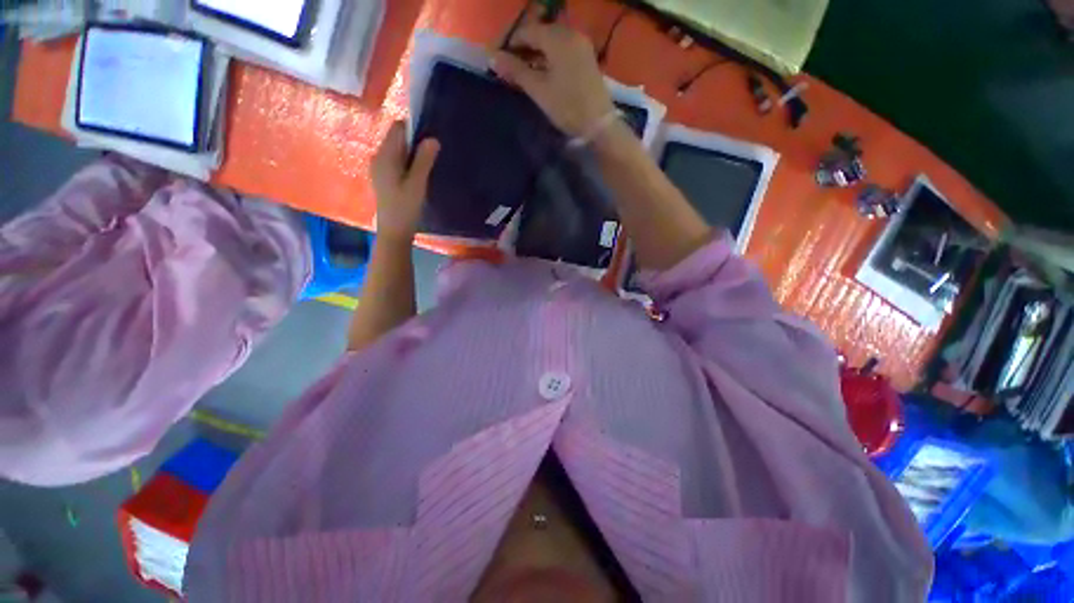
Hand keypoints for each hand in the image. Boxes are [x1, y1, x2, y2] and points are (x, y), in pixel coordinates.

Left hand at [371, 121, 439, 242]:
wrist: (394, 232)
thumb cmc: (405, 208)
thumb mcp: (417, 184)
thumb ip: (424, 161)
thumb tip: (433, 139)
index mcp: (385, 156)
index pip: (397, 128)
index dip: (414, 129)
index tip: (430, 142)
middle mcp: (378, 157)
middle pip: (397, 138)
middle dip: (414, 143)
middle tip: (432, 157)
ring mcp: (379, 168)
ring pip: (398, 150)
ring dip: (413, 154)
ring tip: (427, 167)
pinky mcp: (383, 177)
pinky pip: (396, 161)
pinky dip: (408, 163)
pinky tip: (417, 176)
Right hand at [491, 24, 616, 136]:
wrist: (598, 124)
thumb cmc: (567, 106)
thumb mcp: (538, 90)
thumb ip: (516, 71)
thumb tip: (493, 58)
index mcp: (558, 38)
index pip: (527, 31)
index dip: (510, 44)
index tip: (498, 60)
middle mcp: (571, 34)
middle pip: (541, 34)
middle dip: (523, 48)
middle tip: (510, 67)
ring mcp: (582, 45)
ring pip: (552, 42)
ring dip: (536, 54)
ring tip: (523, 72)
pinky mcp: (587, 58)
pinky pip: (563, 50)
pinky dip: (549, 58)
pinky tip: (542, 72)